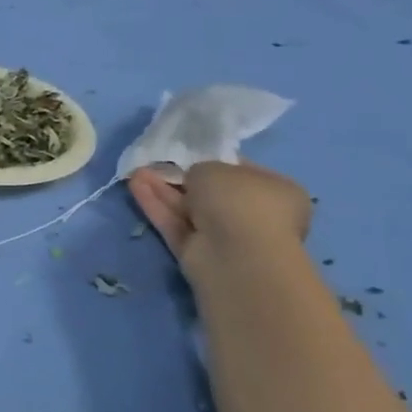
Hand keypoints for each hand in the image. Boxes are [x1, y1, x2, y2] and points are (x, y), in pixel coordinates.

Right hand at [128, 160, 311, 279]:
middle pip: (209, 192)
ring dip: (162, 190)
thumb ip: (200, 169)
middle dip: (180, 178)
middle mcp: (254, 214)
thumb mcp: (215, 168)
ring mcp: (225, 236)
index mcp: (276, 191)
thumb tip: (193, 179)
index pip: (240, 171)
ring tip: (135, 172)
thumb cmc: (239, 201)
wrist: (236, 256)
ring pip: (188, 209)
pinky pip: (175, 225)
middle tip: (154, 164)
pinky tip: (135, 187)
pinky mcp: (198, 254)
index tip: (187, 155)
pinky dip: (156, 207)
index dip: (211, 161)